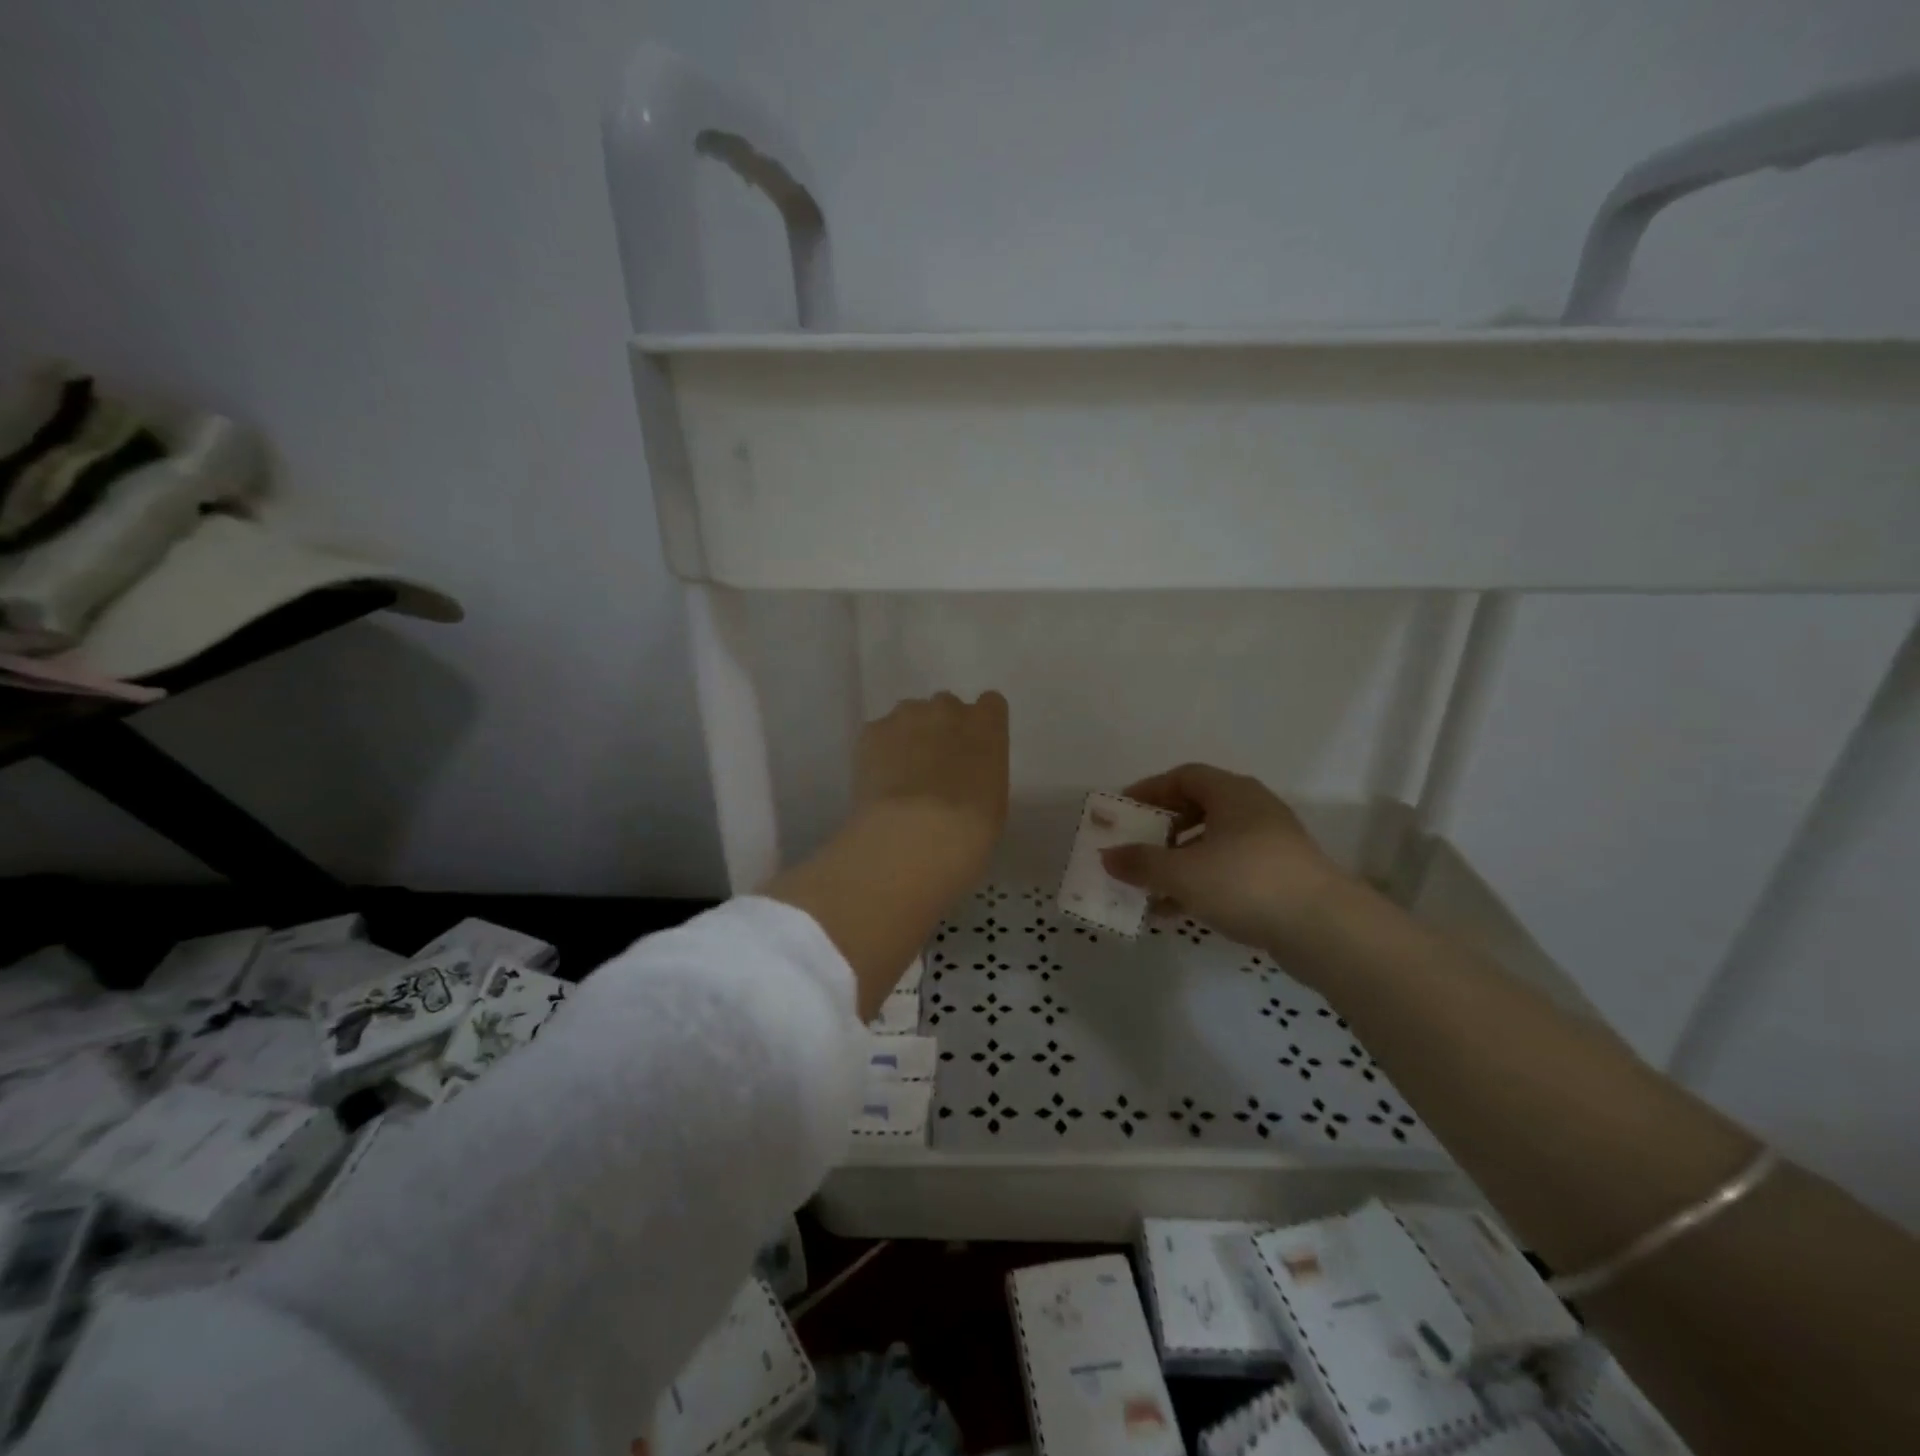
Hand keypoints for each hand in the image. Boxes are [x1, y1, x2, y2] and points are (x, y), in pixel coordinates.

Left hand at [853, 691, 1009, 869]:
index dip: (980, 725)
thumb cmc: (970, 827)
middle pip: (946, 708)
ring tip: (901, 777)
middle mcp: (947, 709)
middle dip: (942, 730)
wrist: (915, 833)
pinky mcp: (871, 731)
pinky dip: (879, 752)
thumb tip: (965, 776)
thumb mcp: (994, 800)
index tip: (973, 748)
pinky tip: (878, 784)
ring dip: (909, 737)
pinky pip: (879, 734)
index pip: (990, 704)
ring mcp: (906, 716)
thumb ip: (982, 771)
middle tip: (935, 767)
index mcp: (987, 725)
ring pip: (909, 717)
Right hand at [1100, 763, 1349, 954]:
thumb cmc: (1245, 882)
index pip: (1183, 777)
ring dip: (1179, 863)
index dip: (1149, 790)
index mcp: (1231, 793)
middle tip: (1137, 849)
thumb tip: (1108, 856)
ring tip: (1150, 890)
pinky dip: (1201, 883)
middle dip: (1162, 830)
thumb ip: (1140, 862)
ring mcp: (1271, 843)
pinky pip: (1229, 870)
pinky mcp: (1281, 876)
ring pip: (1213, 844)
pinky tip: (1178, 911)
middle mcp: (1253, 809)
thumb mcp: (1182, 873)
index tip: (1123, 811)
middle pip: (1197, 809)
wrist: (1324, 928)